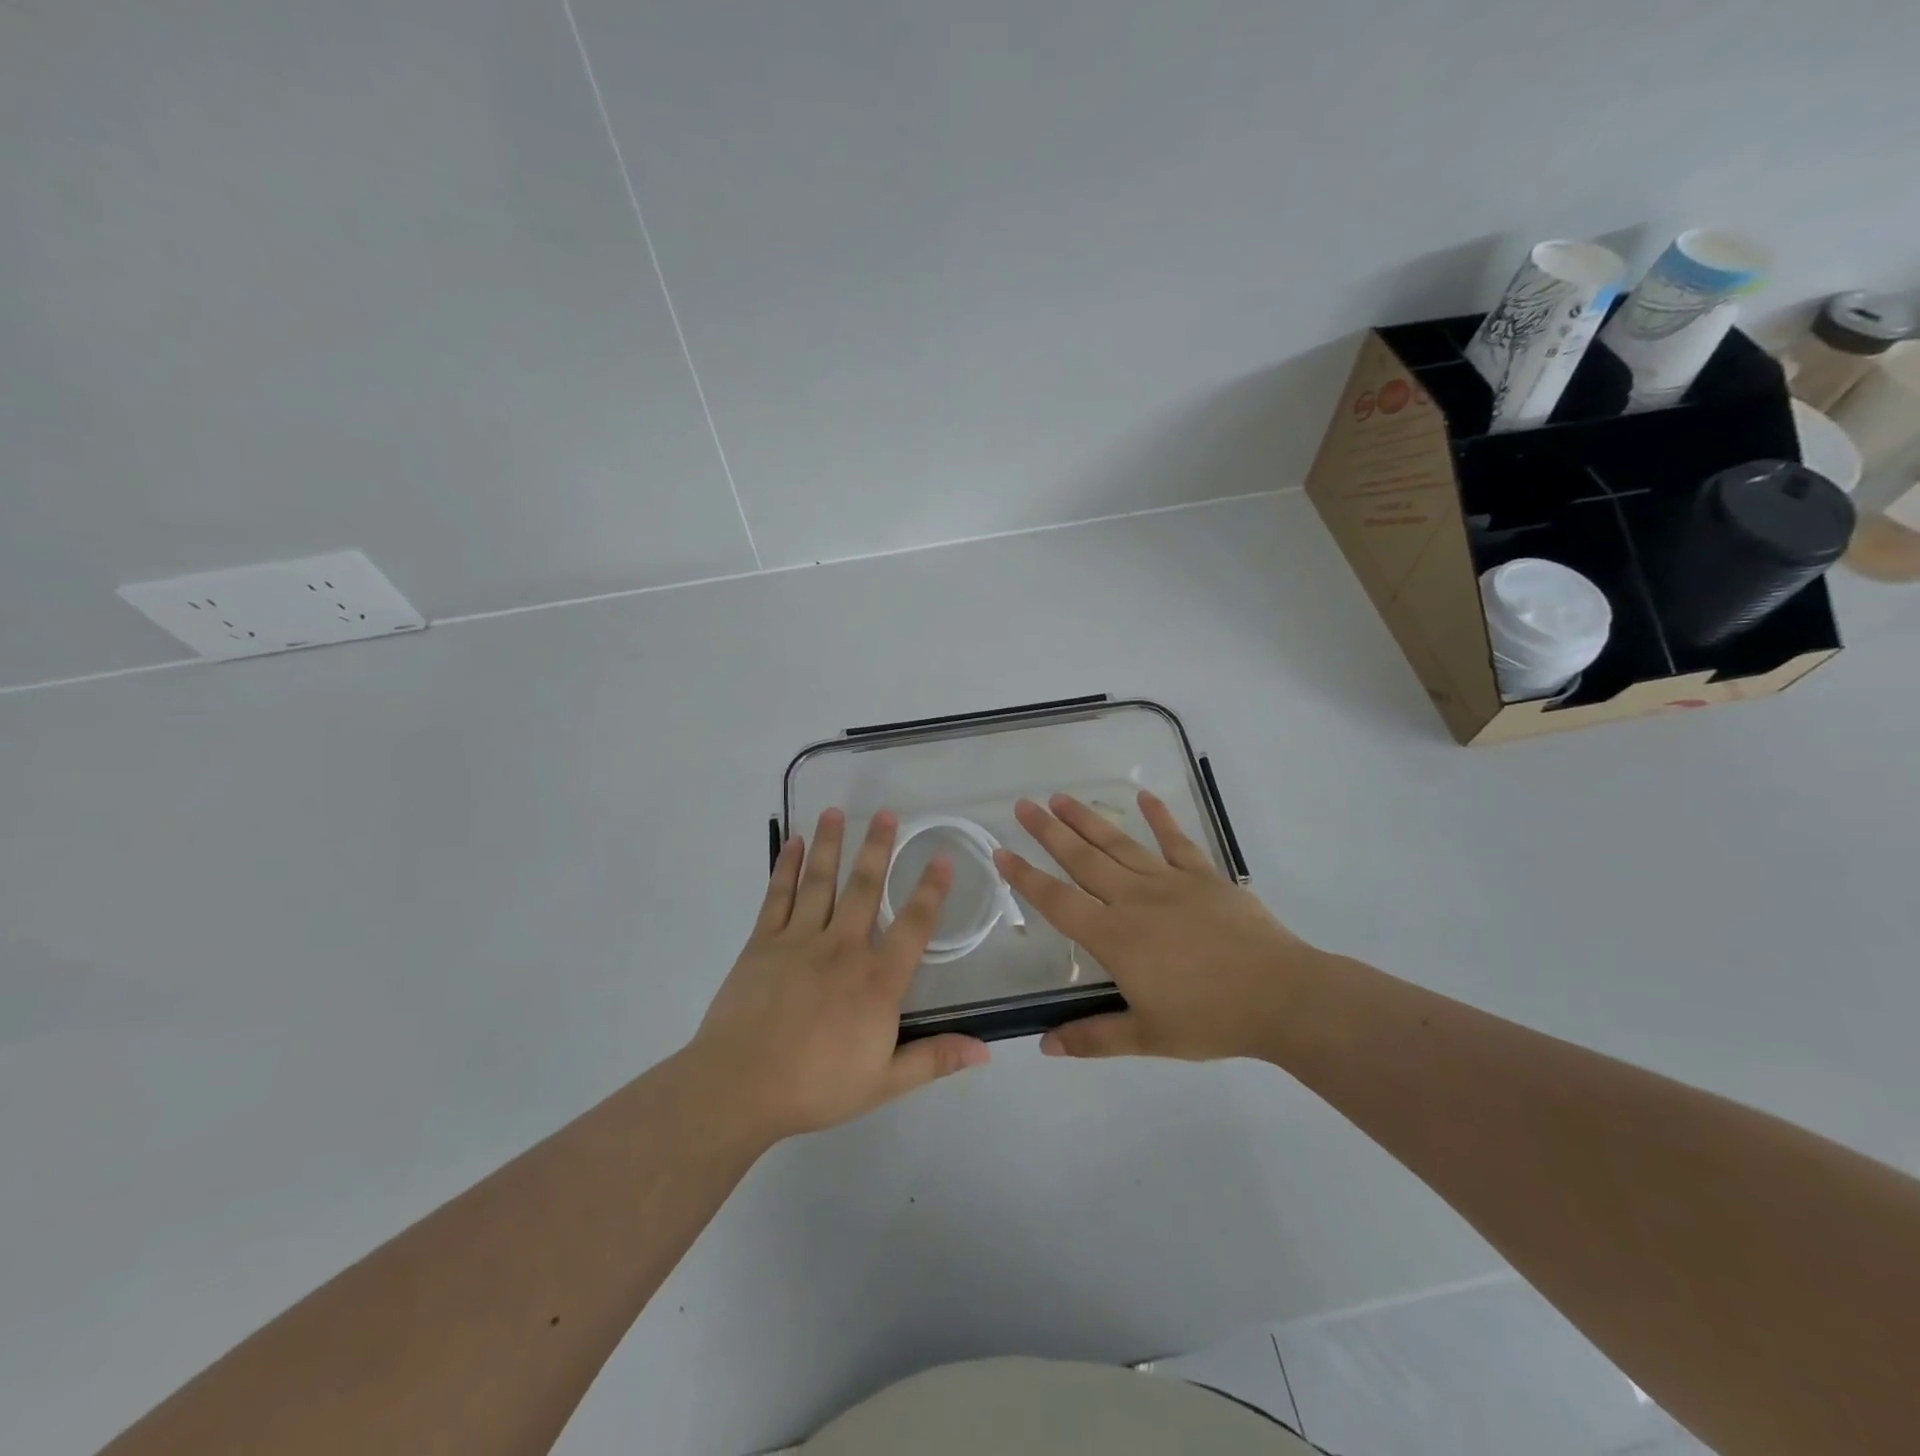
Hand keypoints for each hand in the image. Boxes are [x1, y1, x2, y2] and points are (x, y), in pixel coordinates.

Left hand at [689, 808, 990, 1142]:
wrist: (741, 1087)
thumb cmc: (817, 1086)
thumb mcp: (885, 1081)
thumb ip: (934, 1058)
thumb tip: (985, 1048)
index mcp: (877, 980)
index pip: (913, 926)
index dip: (931, 891)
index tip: (941, 859)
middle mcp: (843, 948)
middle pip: (865, 888)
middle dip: (878, 848)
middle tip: (887, 813)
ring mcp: (800, 940)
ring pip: (821, 881)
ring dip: (830, 844)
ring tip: (836, 811)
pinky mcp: (763, 942)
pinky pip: (778, 896)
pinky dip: (786, 867)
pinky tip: (792, 844)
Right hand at [994, 791, 1318, 1061]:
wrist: (1281, 997)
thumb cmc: (1211, 1019)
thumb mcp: (1148, 1037)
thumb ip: (1093, 1037)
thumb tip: (1044, 1046)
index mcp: (1115, 937)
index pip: (1058, 902)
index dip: (1025, 878)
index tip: (1000, 852)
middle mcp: (1134, 900)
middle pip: (1082, 860)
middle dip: (1048, 832)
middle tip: (1023, 805)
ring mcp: (1170, 882)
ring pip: (1119, 844)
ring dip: (1088, 819)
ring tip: (1061, 797)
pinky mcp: (1204, 875)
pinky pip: (1176, 841)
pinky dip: (1160, 817)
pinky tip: (1144, 797)